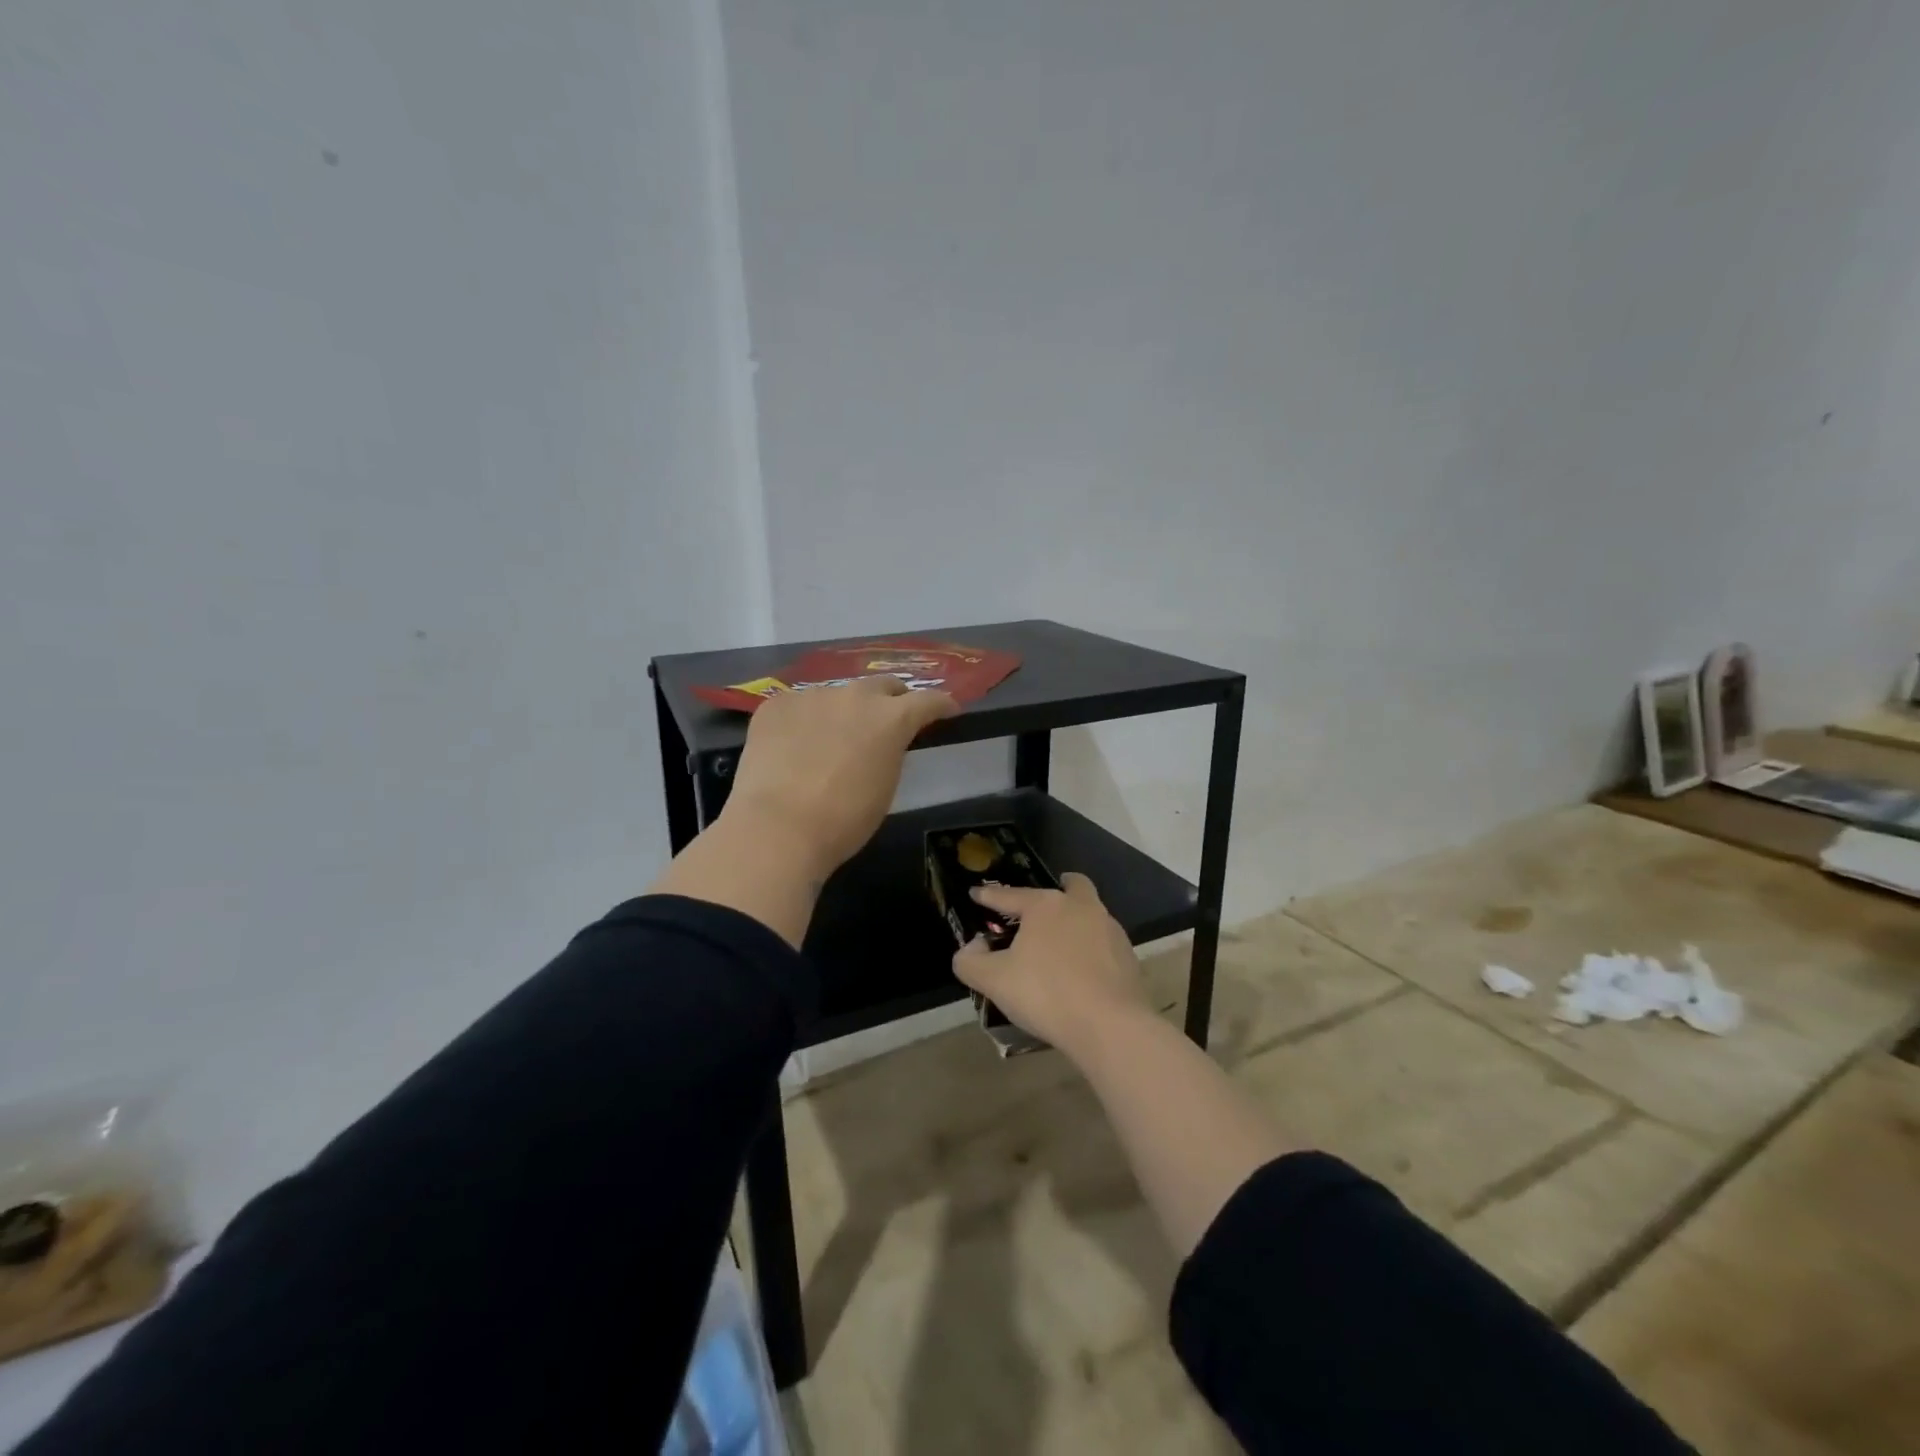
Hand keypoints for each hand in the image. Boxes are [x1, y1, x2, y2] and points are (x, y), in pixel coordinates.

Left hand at [721, 676, 957, 880]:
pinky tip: (794, 744)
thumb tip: (881, 743)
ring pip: (837, 695)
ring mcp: (812, 695)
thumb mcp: (885, 786)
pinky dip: (804, 720)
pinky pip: (799, 705)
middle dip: (892, 699)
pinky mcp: (777, 704)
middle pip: (882, 685)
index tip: (948, 710)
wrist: (778, 827)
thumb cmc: (843, 820)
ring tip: (832, 737)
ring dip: (843, 711)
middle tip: (890, 717)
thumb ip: (890, 753)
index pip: (928, 700)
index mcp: (891, 718)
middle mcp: (855, 696)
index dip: (941, 705)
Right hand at [951, 873, 1153, 1058]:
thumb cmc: (1046, 993)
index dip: (989, 896)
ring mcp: (1110, 930)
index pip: (1010, 895)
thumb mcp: (993, 980)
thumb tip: (972, 948)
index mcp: (1046, 906)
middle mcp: (1081, 908)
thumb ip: (970, 961)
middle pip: (1072, 886)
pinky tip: (1081, 970)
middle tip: (1043, 904)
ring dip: (1076, 920)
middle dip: (1059, 888)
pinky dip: (1091, 948)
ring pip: (1091, 913)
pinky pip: (1104, 943)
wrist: (1110, 1026)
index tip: (976, 893)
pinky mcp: (1128, 957)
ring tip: (1060, 943)